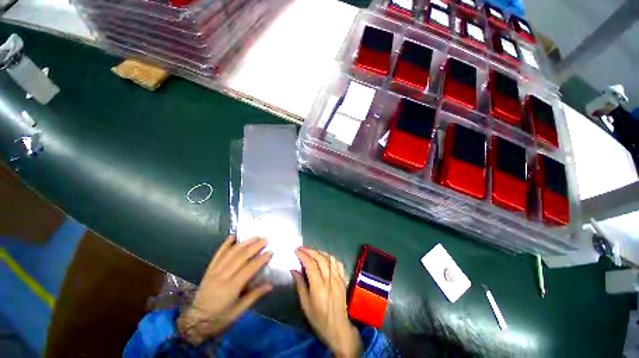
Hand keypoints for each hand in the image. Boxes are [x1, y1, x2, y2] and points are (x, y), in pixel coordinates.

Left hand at [177, 235, 272, 344]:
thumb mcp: (239, 311)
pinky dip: (225, 244)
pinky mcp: (209, 270)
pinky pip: (217, 255)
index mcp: (231, 288)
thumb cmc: (220, 318)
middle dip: (254, 246)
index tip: (270, 251)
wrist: (195, 322)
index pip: (249, 268)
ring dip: (244, 243)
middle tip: (265, 240)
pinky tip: (232, 236)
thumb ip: (255, 295)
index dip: (261, 259)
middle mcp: (222, 276)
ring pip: (231, 253)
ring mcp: (214, 272)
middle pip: (241, 257)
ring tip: (255, 237)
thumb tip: (270, 285)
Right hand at [292, 247, 362, 357]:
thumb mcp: (305, 305)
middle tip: (301, 248)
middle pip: (320, 258)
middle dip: (310, 251)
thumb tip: (293, 270)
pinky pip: (338, 263)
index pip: (310, 265)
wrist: (338, 328)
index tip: (296, 250)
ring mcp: (339, 278)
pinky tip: (325, 257)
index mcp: (319, 287)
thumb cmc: (319, 319)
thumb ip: (300, 285)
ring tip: (311, 251)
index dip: (303, 255)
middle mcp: (330, 280)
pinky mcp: (344, 279)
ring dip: (319, 252)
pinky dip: (330, 257)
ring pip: (329, 258)